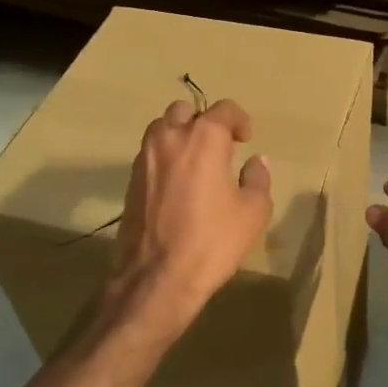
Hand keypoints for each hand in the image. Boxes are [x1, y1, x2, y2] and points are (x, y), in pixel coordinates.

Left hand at [109, 98, 272, 340]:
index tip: (246, 139)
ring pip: (161, 128)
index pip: (223, 109)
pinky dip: (165, 158)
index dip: (239, 120)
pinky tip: (177, 184)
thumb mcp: (253, 212)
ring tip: (195, 161)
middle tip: (219, 146)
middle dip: (203, 122)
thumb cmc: (212, 241)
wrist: (157, 277)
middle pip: (185, 110)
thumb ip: (257, 179)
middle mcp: (170, 138)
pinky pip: (150, 154)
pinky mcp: (130, 181)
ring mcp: (145, 158)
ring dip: (180, 135)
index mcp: (204, 138)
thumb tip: (255, 161)